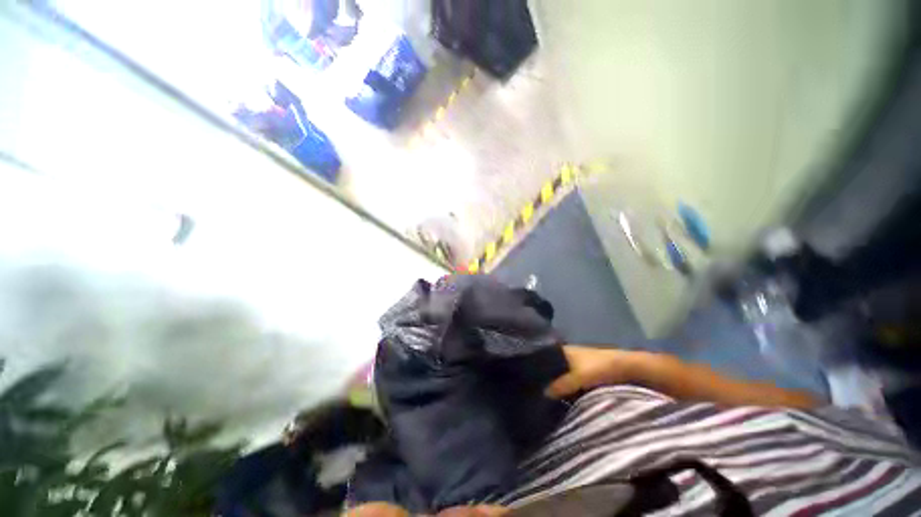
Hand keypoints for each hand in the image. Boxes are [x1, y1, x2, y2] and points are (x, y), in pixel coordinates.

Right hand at [545, 346, 637, 398]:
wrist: (627, 368)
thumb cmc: (599, 368)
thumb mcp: (577, 377)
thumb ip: (560, 385)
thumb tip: (543, 393)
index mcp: (563, 350)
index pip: (545, 356)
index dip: (538, 366)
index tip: (530, 379)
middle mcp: (569, 355)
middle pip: (554, 367)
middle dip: (548, 377)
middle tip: (538, 391)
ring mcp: (579, 364)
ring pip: (563, 375)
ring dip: (559, 384)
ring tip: (548, 397)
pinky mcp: (588, 374)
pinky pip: (573, 381)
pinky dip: (569, 388)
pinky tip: (565, 398)